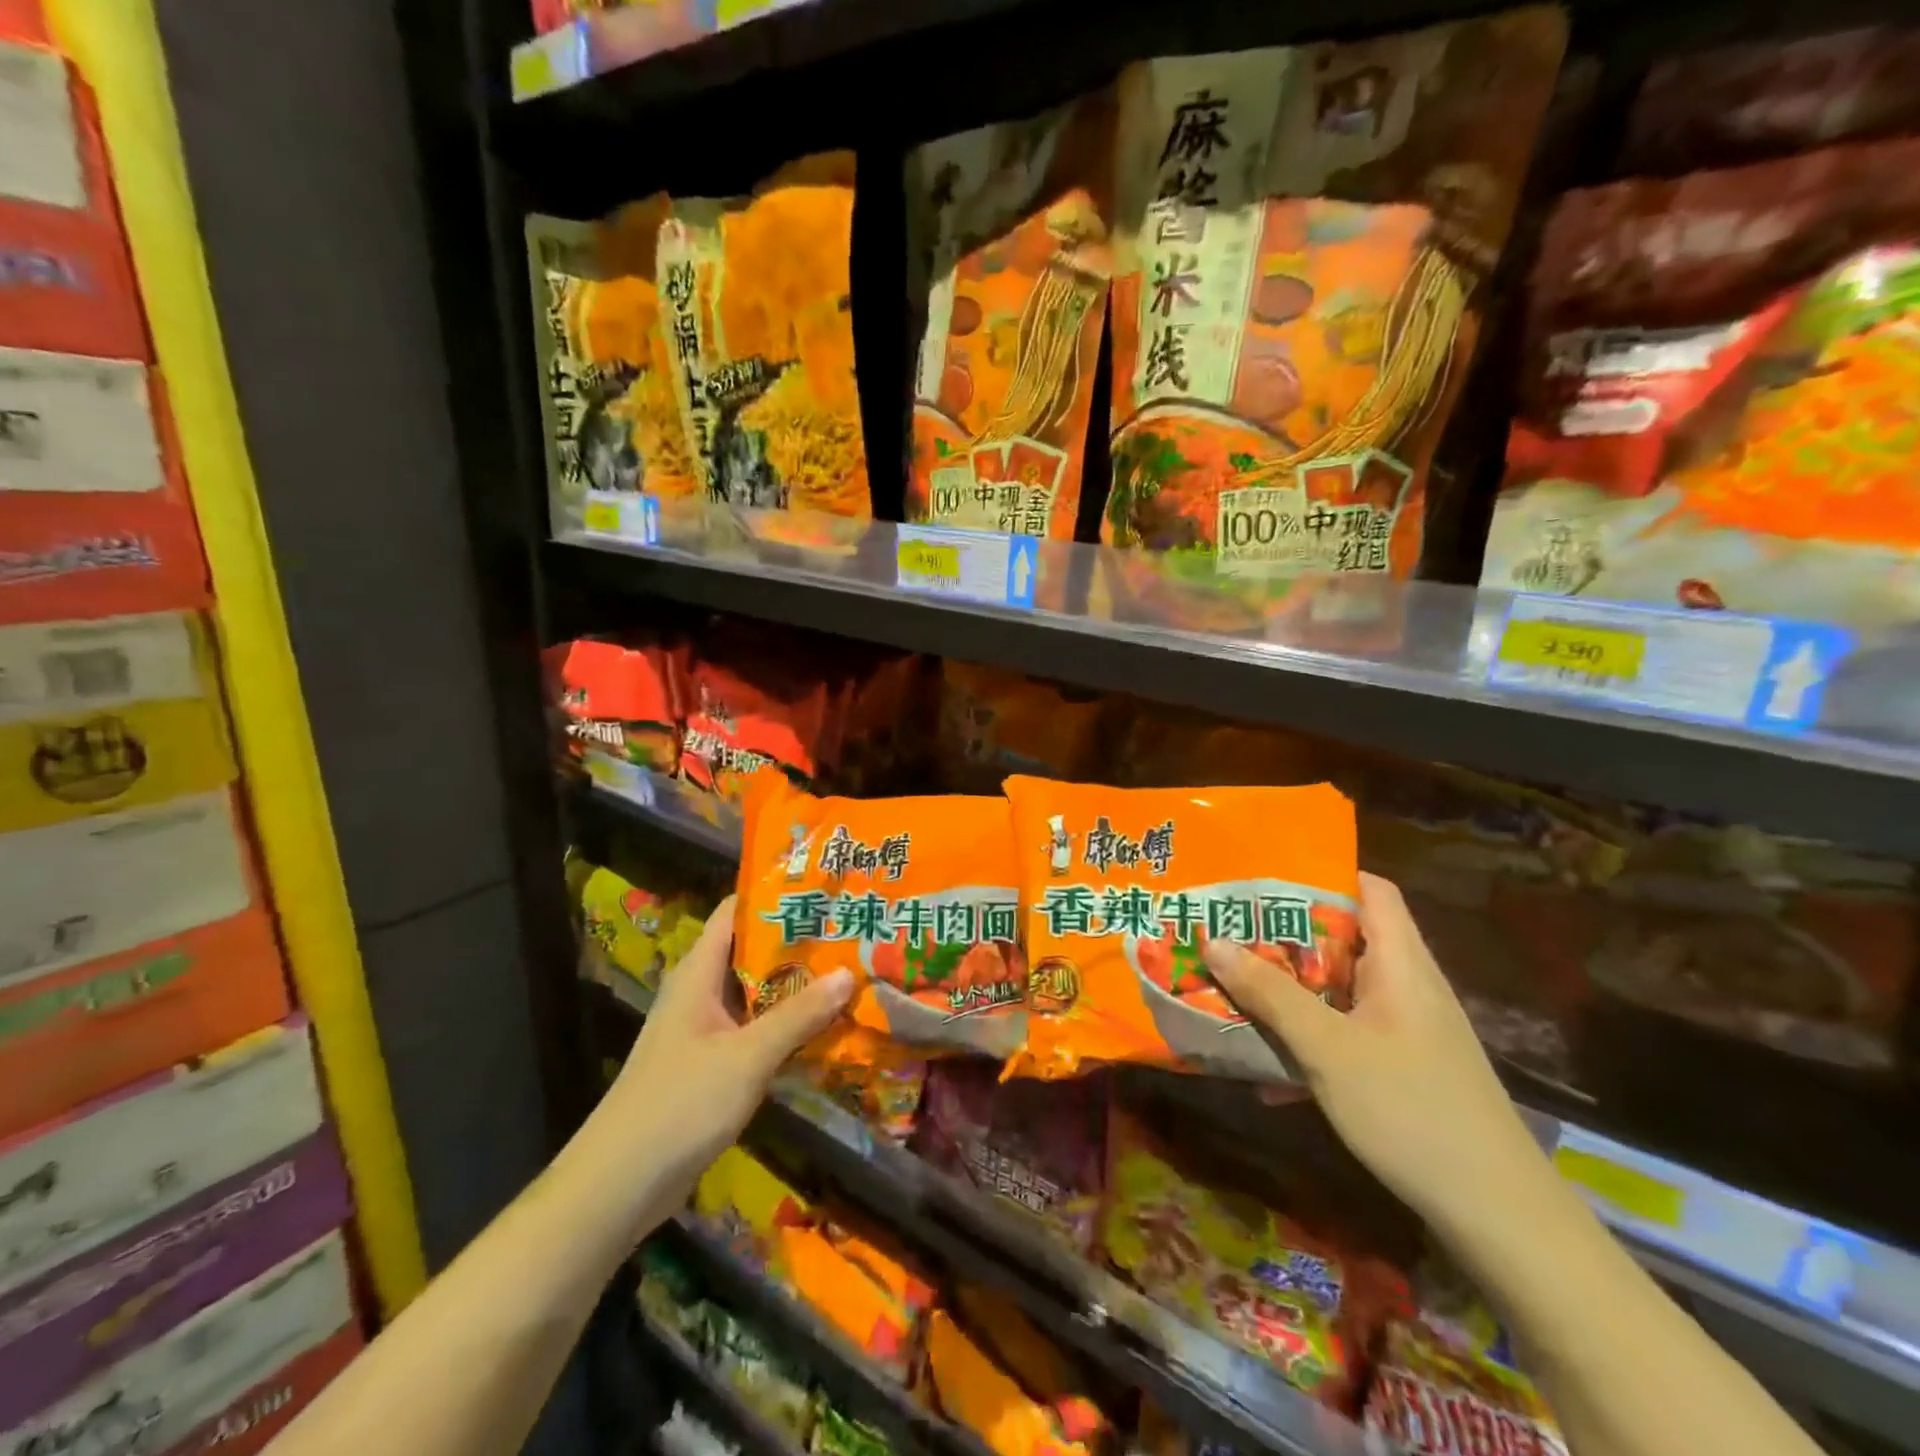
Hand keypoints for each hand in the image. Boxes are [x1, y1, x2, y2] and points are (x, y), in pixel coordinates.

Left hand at [599, 897, 852, 1215]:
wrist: (618, 1185)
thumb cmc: (680, 1104)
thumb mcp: (748, 1056)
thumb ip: (798, 1015)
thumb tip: (848, 973)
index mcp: (698, 972)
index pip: (736, 912)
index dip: (776, 894)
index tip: (823, 888)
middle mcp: (700, 992)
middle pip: (752, 951)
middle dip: (799, 942)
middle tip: (851, 930)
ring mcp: (703, 1029)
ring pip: (756, 992)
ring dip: (796, 985)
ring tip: (850, 970)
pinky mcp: (710, 1063)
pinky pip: (754, 1029)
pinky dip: (786, 1023)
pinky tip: (824, 1027)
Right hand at [1204, 873, 1546, 1236]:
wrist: (1498, 1218)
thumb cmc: (1412, 1110)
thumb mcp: (1328, 1048)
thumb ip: (1270, 994)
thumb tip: (1212, 940)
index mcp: (1401, 963)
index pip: (1371, 889)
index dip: (1323, 873)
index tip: (1264, 876)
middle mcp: (1406, 987)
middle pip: (1345, 940)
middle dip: (1284, 936)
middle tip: (1228, 930)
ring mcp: (1406, 1031)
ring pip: (1338, 991)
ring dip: (1288, 990)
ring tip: (1232, 986)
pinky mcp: (1401, 1070)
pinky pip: (1343, 1035)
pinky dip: (1307, 1039)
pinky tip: (1266, 1072)